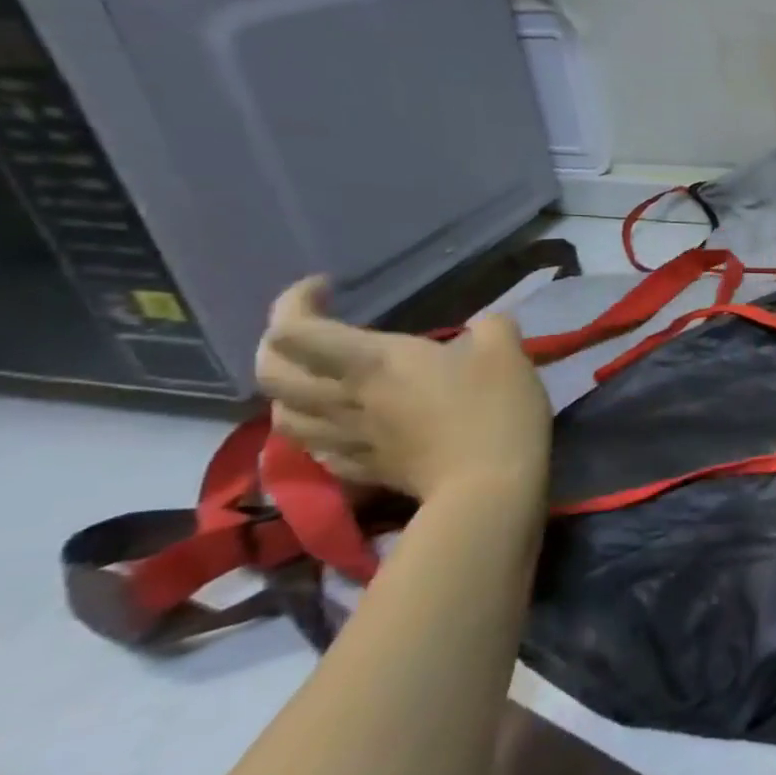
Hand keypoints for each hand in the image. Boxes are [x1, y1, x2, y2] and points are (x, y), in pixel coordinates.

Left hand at [255, 276, 551, 501]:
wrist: (490, 486)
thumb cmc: (495, 410)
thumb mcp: (507, 351)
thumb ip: (491, 327)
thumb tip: (485, 326)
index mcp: (372, 362)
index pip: (294, 328)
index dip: (295, 300)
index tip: (327, 287)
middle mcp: (345, 398)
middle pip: (269, 372)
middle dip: (276, 345)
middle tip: (308, 333)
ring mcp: (349, 439)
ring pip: (282, 414)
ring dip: (289, 393)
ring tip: (318, 382)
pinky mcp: (364, 470)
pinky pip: (317, 449)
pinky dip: (316, 432)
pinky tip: (339, 428)